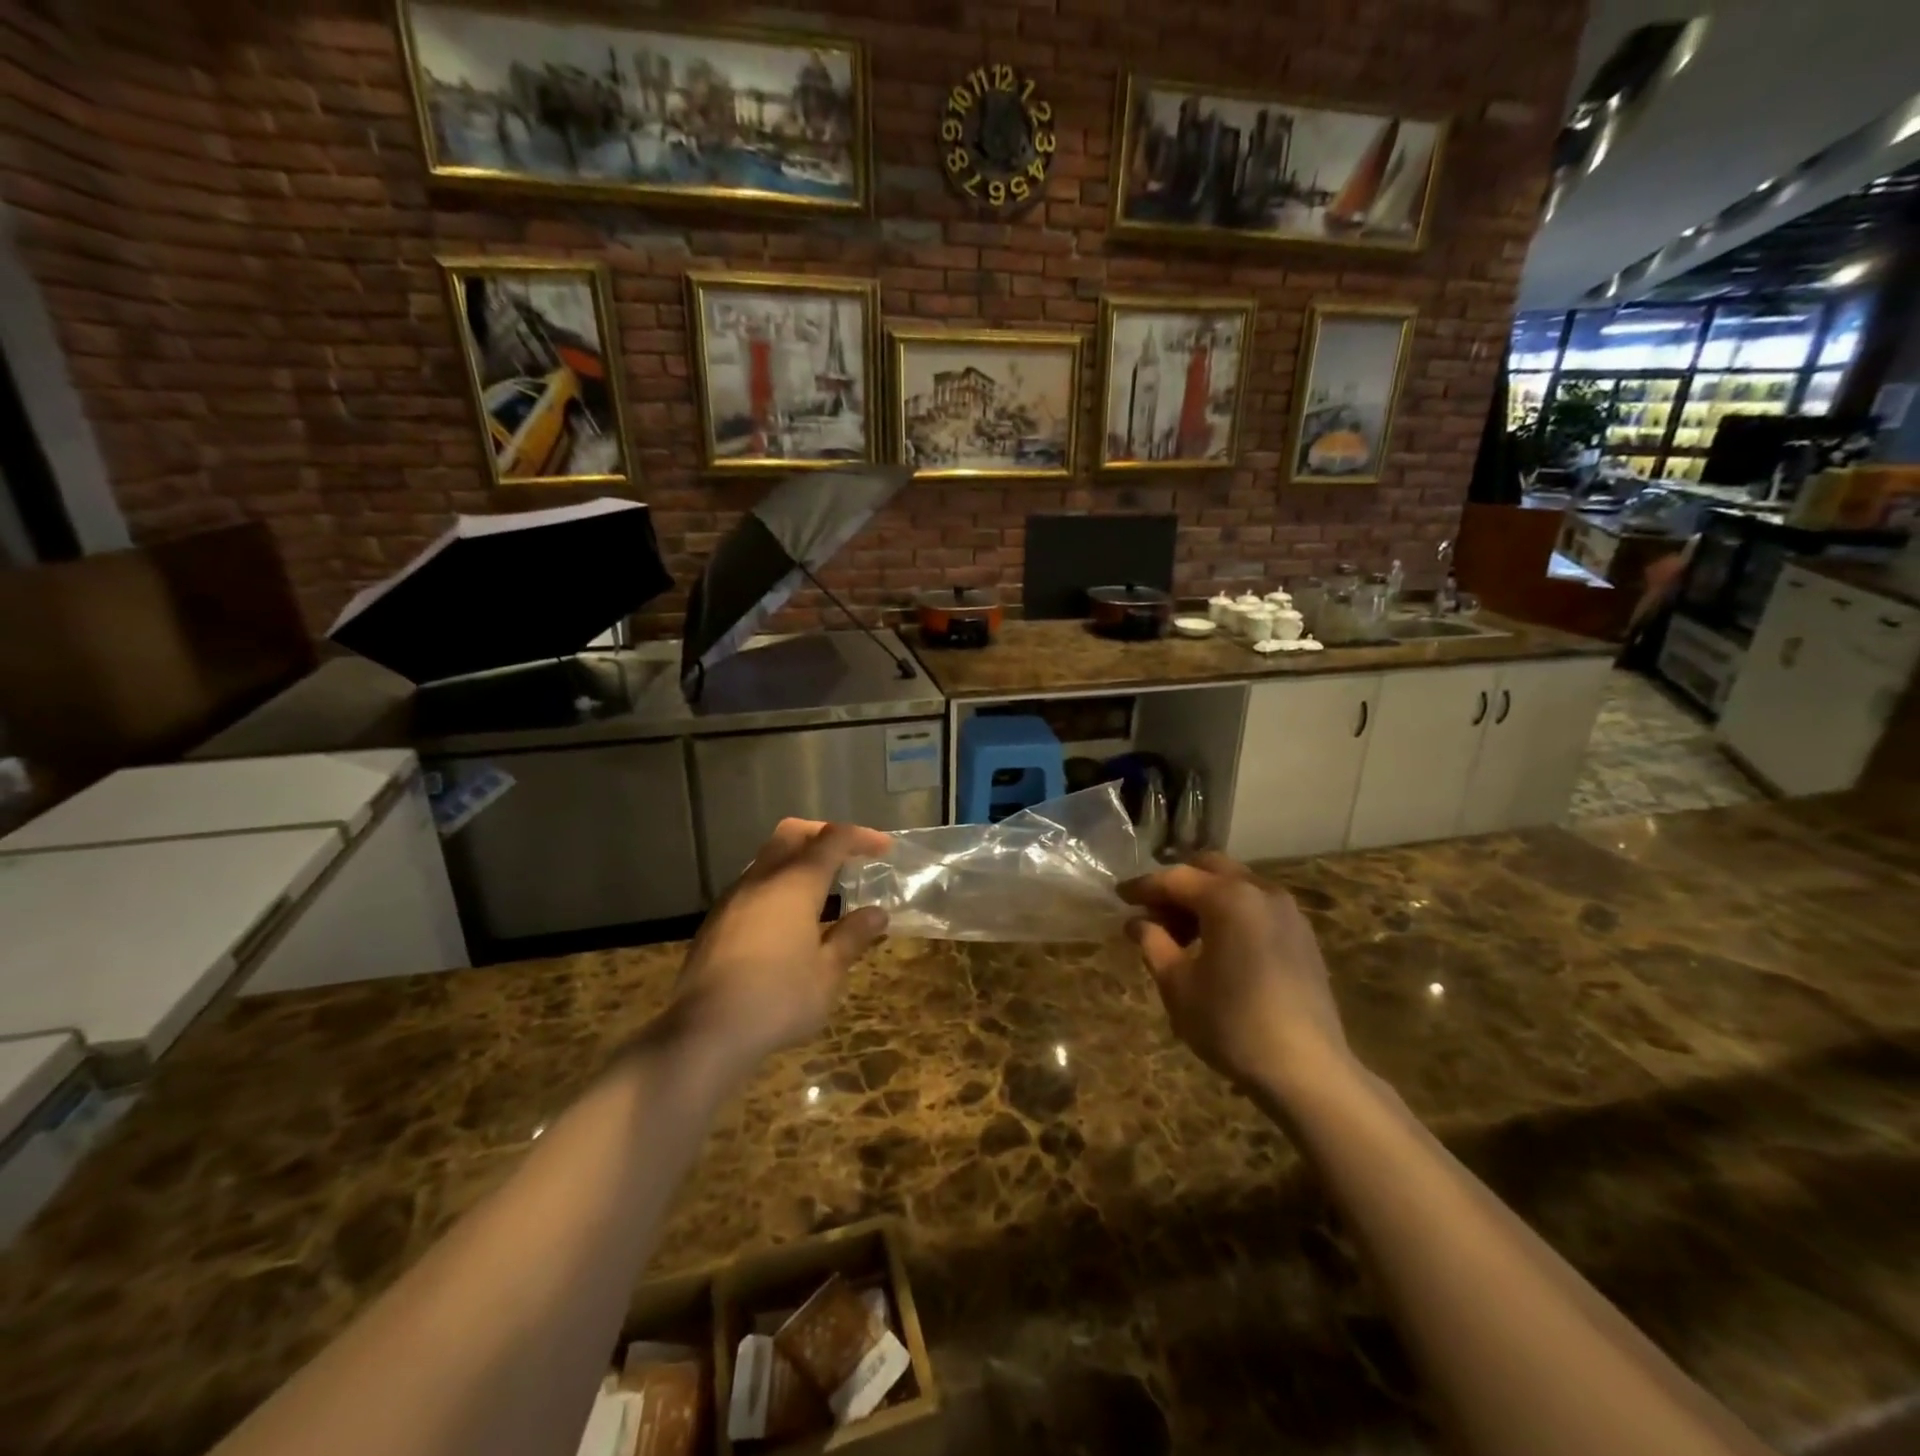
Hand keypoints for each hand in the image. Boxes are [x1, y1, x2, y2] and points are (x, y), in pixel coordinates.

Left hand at [670, 819, 890, 1074]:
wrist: (705, 1032)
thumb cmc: (778, 999)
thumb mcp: (828, 973)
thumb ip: (852, 937)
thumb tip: (876, 914)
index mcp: (795, 884)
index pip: (832, 840)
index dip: (861, 837)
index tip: (884, 847)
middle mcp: (762, 879)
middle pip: (792, 834)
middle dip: (822, 834)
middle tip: (848, 854)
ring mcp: (733, 898)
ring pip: (767, 857)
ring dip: (796, 859)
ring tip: (821, 888)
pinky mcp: (715, 921)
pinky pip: (752, 884)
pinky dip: (776, 884)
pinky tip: (786, 918)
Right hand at [1119, 852, 1349, 1089]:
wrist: (1306, 1071)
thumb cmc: (1231, 1024)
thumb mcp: (1178, 985)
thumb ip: (1153, 943)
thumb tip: (1137, 922)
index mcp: (1228, 898)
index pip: (1175, 878)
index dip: (1143, 887)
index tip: (1119, 897)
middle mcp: (1261, 892)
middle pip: (1210, 869)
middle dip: (1177, 885)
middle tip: (1152, 913)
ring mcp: (1288, 912)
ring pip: (1236, 886)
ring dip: (1205, 899)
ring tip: (1181, 935)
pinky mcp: (1302, 936)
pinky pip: (1257, 907)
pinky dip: (1231, 913)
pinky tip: (1217, 946)